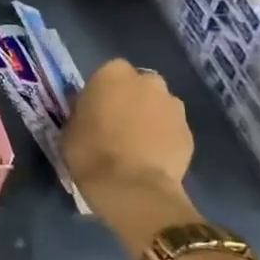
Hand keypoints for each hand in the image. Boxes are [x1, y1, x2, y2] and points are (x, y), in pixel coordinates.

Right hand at [61, 59, 199, 258]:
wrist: (132, 186)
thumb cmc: (90, 151)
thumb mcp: (70, 127)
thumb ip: (83, 112)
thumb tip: (90, 112)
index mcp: (112, 74)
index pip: (109, 73)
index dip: (103, 92)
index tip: (96, 110)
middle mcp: (147, 81)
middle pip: (139, 86)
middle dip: (132, 100)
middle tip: (118, 125)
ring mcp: (173, 105)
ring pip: (159, 106)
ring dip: (150, 118)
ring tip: (138, 145)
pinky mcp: (189, 132)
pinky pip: (172, 129)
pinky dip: (164, 139)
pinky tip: (152, 158)